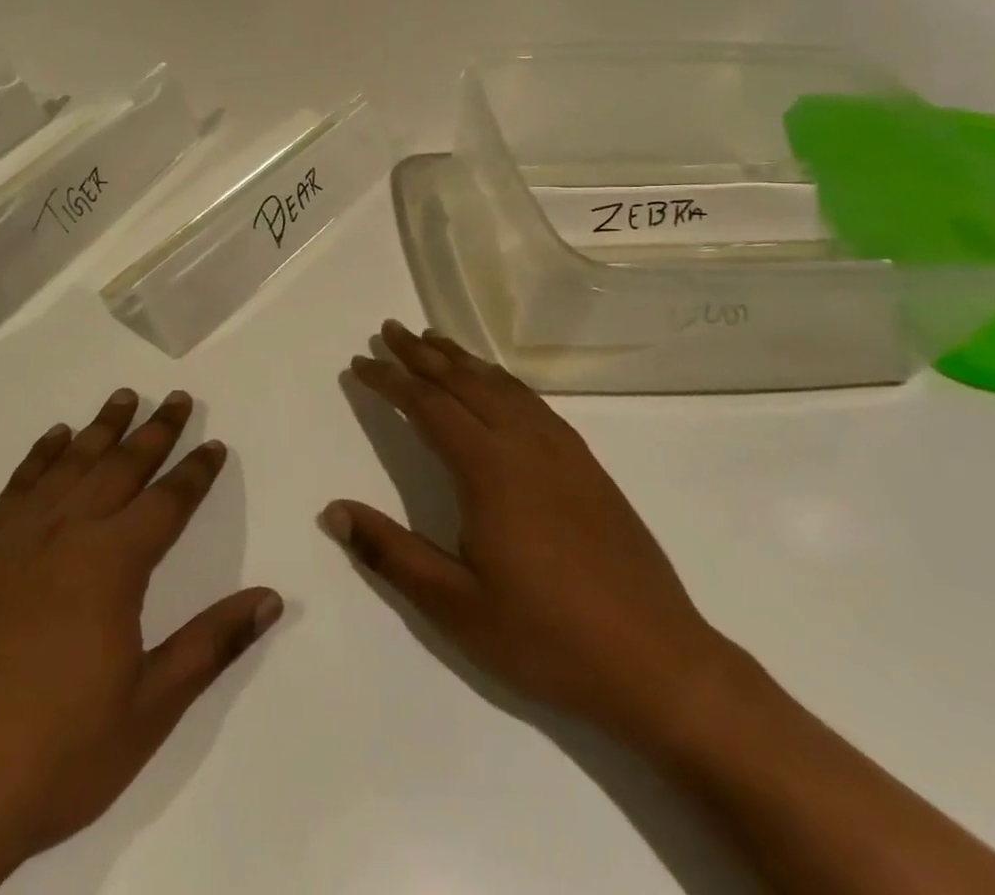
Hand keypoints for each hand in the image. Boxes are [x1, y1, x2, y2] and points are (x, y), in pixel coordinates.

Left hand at [0, 390, 283, 894]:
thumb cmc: (57, 754)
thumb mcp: (150, 709)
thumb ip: (211, 644)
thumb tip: (271, 597)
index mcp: (111, 565)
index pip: (167, 502)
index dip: (196, 472)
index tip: (214, 445)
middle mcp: (66, 533)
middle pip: (121, 467)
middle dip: (155, 431)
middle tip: (177, 398)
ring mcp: (15, 539)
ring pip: (69, 464)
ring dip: (101, 428)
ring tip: (124, 397)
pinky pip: (17, 486)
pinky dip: (40, 456)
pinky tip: (54, 438)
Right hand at [328, 321, 729, 745]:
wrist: (660, 665)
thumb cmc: (547, 638)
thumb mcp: (455, 607)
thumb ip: (390, 553)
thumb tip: (333, 510)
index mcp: (489, 469)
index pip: (427, 405)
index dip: (390, 380)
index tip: (360, 363)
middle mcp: (525, 444)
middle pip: (464, 381)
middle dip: (421, 353)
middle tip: (390, 329)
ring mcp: (563, 452)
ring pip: (502, 386)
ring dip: (462, 359)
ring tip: (434, 341)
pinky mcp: (589, 467)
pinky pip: (535, 403)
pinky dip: (502, 381)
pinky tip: (497, 386)